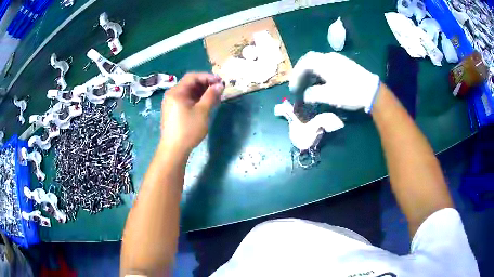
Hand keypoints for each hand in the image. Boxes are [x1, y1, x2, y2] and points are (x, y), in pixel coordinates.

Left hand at [160, 73, 223, 154]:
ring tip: (215, 97)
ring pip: (188, 92)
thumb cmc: (188, 129)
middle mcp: (172, 95)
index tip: (220, 82)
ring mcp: (171, 103)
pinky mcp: (173, 111)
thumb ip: (211, 95)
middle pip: (190, 84)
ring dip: (202, 93)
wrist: (173, 150)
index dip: (208, 77)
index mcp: (176, 92)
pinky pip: (185, 100)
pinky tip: (205, 105)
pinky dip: (196, 100)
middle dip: (205, 85)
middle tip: (219, 90)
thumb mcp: (202, 111)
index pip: (192, 77)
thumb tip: (219, 85)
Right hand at [289, 51, 379, 112]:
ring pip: (319, 61)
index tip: (293, 87)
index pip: (304, 63)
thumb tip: (305, 95)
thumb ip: (314, 94)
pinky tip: (323, 80)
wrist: (372, 91)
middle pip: (310, 59)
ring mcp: (338, 59)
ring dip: (311, 71)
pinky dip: (320, 71)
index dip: (296, 74)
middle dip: (302, 70)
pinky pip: (327, 64)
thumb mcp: (330, 96)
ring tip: (309, 82)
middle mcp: (330, 57)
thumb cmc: (350, 92)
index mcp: (324, 62)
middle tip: (298, 82)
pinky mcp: (345, 64)